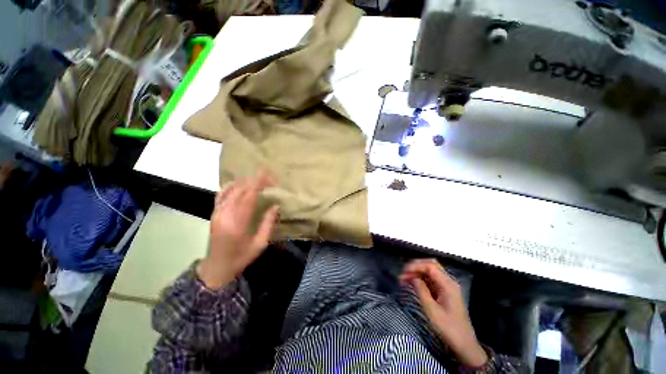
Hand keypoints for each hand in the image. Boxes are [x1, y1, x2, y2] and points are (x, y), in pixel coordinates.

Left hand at [197, 172, 279, 289]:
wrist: (216, 268)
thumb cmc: (241, 257)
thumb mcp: (260, 244)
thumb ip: (268, 224)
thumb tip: (275, 205)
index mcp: (237, 223)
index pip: (249, 196)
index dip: (259, 183)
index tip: (269, 175)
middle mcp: (225, 214)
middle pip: (240, 189)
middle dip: (255, 180)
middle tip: (269, 178)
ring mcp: (217, 212)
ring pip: (231, 190)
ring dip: (245, 182)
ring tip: (258, 179)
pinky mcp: (214, 213)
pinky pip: (221, 194)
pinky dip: (231, 186)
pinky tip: (240, 183)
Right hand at [400, 259, 487, 367]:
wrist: (464, 346)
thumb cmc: (448, 328)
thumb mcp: (431, 310)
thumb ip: (421, 290)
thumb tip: (412, 276)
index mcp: (448, 284)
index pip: (430, 266)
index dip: (415, 266)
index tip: (403, 273)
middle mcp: (449, 282)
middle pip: (431, 265)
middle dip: (416, 267)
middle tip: (403, 274)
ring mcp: (448, 287)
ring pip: (430, 272)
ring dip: (417, 273)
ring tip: (404, 278)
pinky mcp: (445, 293)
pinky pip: (431, 280)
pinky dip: (421, 279)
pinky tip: (412, 283)